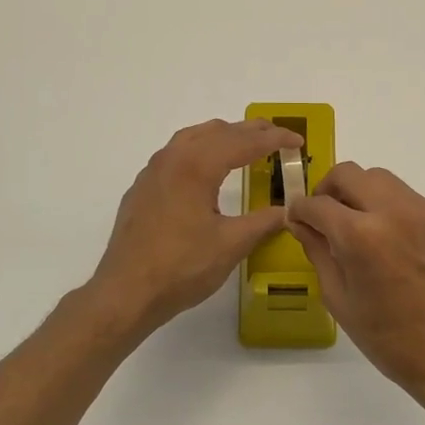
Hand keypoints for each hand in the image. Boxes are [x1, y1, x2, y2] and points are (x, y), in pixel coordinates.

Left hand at [89, 118, 303, 335]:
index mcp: (197, 167)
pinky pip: (175, 153)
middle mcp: (173, 159)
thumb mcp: (231, 245)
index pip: (244, 142)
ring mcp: (153, 172)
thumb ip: (263, 222)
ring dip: (223, 135)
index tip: (298, 141)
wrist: (126, 293)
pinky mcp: (142, 188)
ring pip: (193, 137)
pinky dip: (200, 149)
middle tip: (278, 136)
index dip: (274, 139)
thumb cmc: (182, 268)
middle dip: (250, 131)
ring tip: (245, 144)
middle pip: (218, 131)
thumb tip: (288, 211)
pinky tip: (207, 169)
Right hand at [287, 162, 424, 410]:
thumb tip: (301, 223)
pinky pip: (413, 202)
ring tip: (364, 229)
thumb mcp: (339, 298)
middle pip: (350, 174)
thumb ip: (317, 251)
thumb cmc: (389, 338)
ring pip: (384, 181)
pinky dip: (397, 214)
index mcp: (361, 236)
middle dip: (330, 190)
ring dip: (364, 196)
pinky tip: (399, 247)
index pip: (318, 203)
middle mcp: (396, 211)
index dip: (301, 210)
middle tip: (328, 215)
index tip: (299, 219)